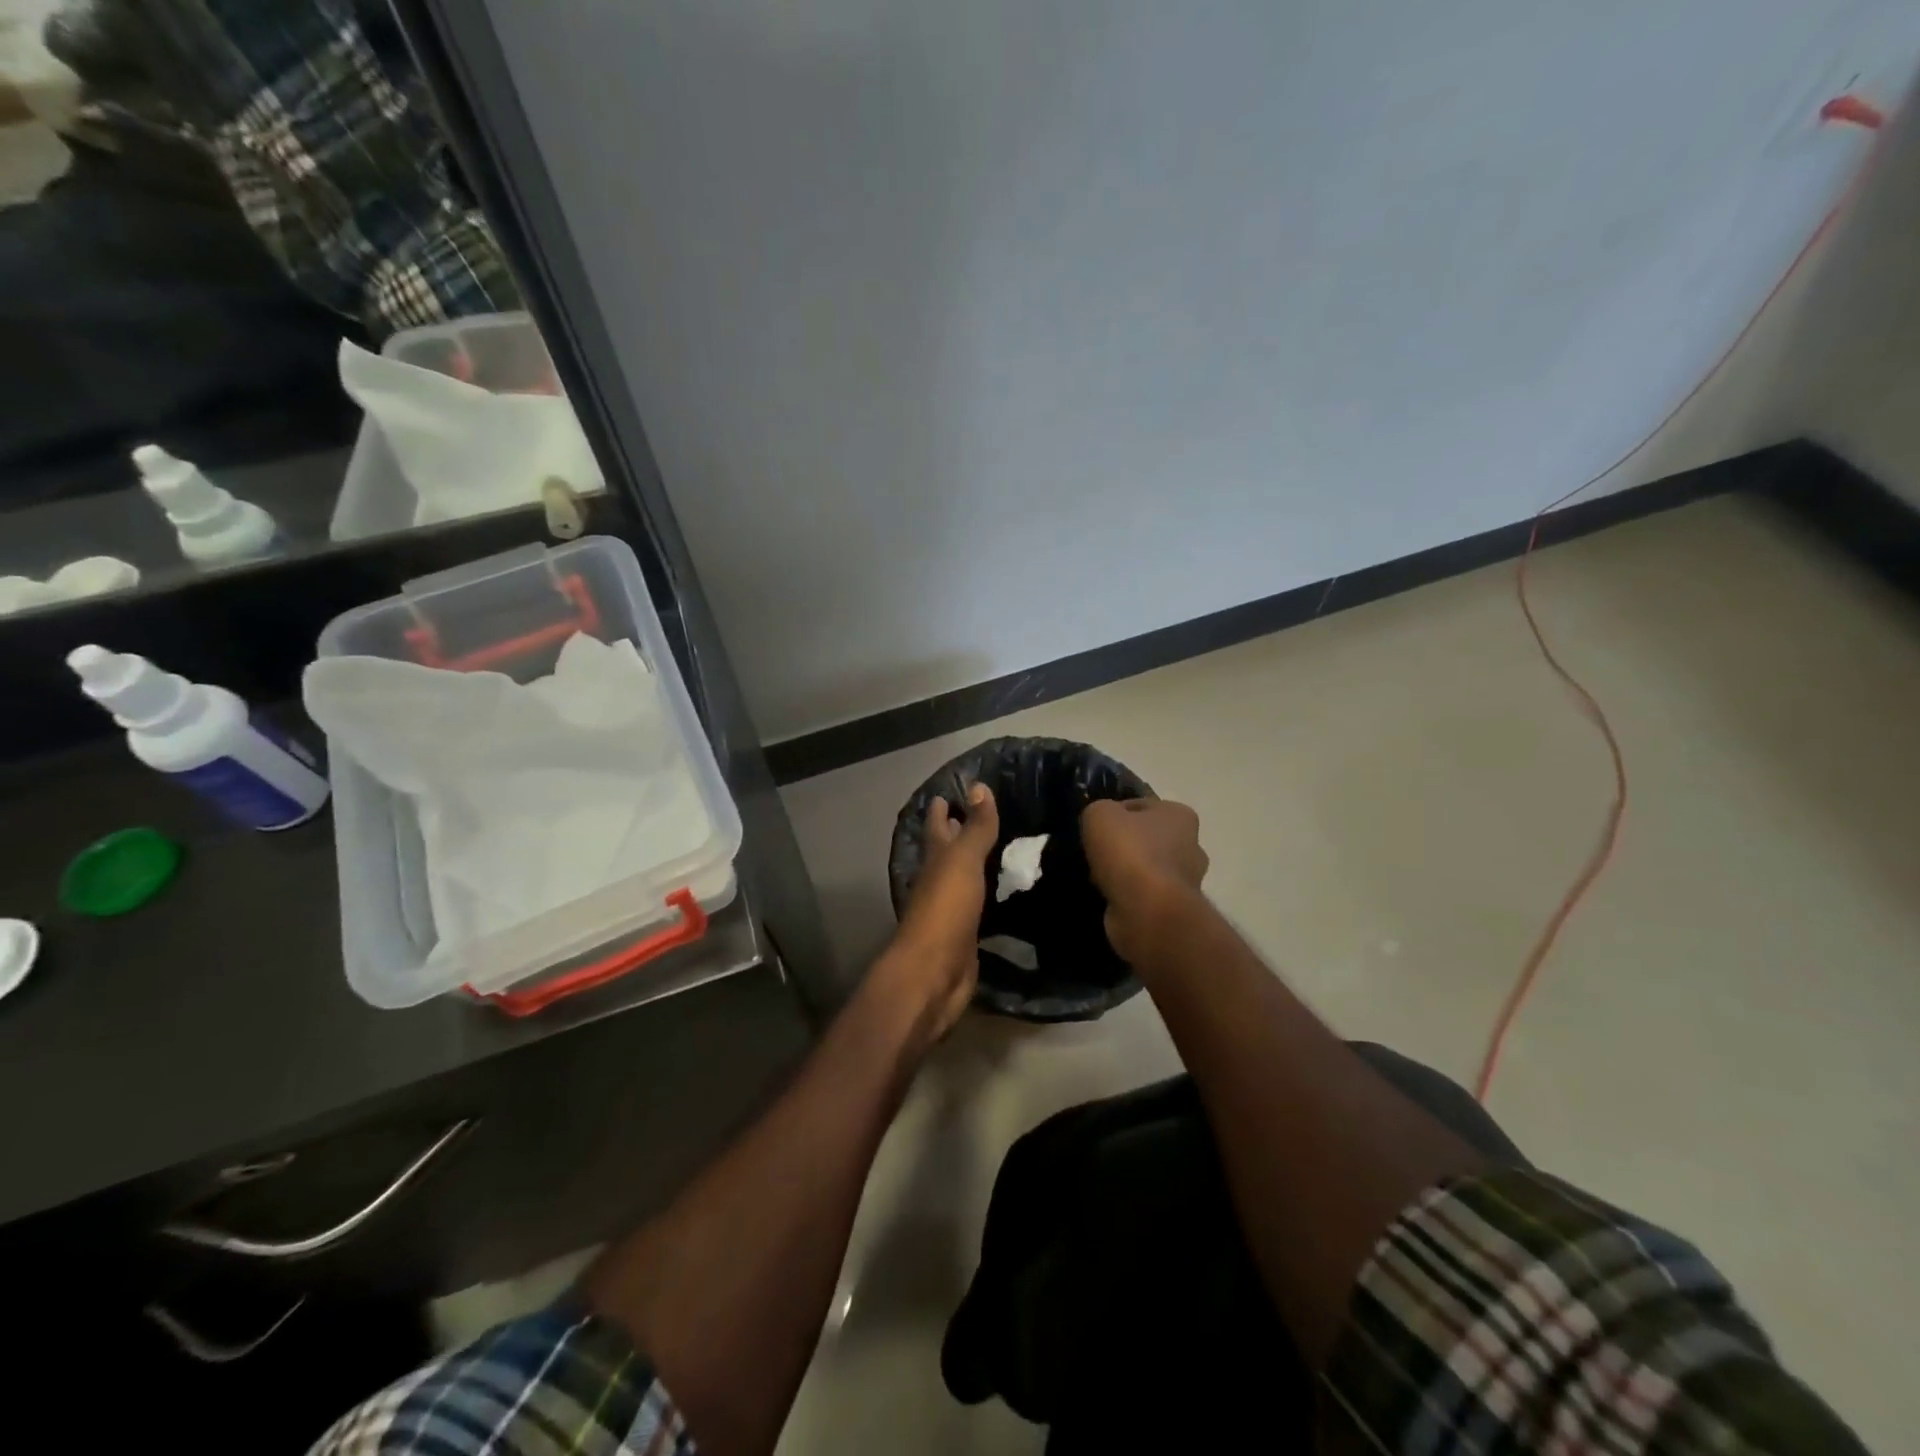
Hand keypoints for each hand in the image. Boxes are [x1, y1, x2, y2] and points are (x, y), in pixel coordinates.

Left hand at [879, 782, 999, 1041]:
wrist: (934, 972)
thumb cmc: (946, 909)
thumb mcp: (963, 861)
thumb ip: (975, 827)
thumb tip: (978, 786)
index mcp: (934, 860)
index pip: (936, 826)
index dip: (941, 808)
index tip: (949, 791)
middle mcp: (937, 881)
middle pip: (945, 851)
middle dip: (955, 833)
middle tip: (977, 814)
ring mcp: (949, 910)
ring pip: (960, 879)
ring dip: (972, 865)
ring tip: (997, 849)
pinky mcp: (964, 935)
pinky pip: (976, 907)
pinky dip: (984, 896)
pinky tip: (1000, 893)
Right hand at [1082, 797, 1208, 964]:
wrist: (1148, 911)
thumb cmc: (1129, 852)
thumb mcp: (1100, 814)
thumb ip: (1099, 810)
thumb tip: (1102, 823)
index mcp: (1180, 815)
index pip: (1141, 806)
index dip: (1115, 814)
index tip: (1095, 828)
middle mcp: (1191, 845)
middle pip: (1147, 839)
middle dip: (1124, 846)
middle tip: (1095, 854)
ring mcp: (1186, 881)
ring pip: (1146, 869)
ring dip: (1125, 873)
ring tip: (1096, 878)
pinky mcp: (1175, 909)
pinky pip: (1144, 895)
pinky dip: (1128, 896)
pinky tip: (1107, 897)